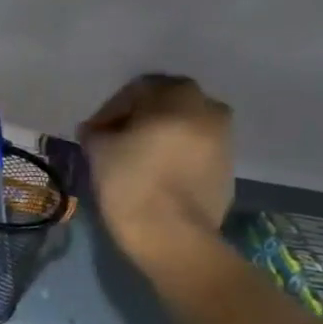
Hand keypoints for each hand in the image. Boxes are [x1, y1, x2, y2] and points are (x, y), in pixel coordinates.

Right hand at [79, 74, 233, 265]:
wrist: (172, 234)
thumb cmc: (131, 184)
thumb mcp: (99, 150)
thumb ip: (97, 131)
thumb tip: (96, 130)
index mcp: (178, 99)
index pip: (139, 88)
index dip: (111, 108)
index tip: (94, 132)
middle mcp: (209, 110)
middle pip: (168, 102)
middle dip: (140, 116)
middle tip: (115, 139)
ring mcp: (224, 139)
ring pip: (185, 124)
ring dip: (160, 133)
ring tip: (135, 157)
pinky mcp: (228, 166)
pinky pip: (197, 147)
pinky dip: (176, 152)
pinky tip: (156, 172)